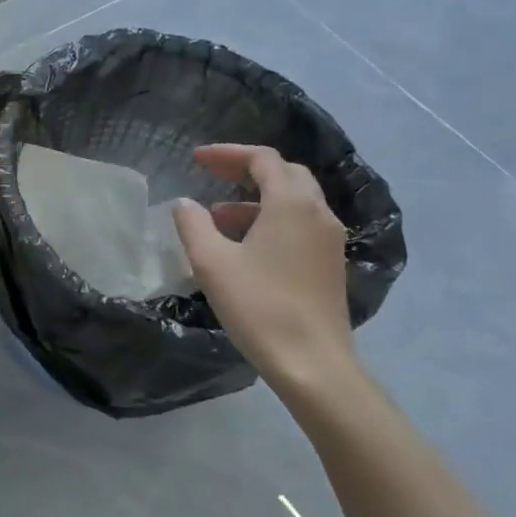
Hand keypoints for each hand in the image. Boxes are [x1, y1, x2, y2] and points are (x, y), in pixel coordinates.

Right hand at [172, 144, 356, 395]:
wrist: (312, 363)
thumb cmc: (258, 306)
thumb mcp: (211, 263)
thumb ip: (193, 225)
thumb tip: (185, 204)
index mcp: (291, 204)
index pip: (262, 159)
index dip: (227, 153)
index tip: (195, 160)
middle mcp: (318, 213)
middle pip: (284, 173)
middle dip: (245, 170)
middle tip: (211, 176)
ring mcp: (329, 239)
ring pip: (294, 200)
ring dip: (256, 198)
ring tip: (218, 216)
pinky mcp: (330, 264)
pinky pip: (301, 224)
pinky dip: (272, 219)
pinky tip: (245, 245)